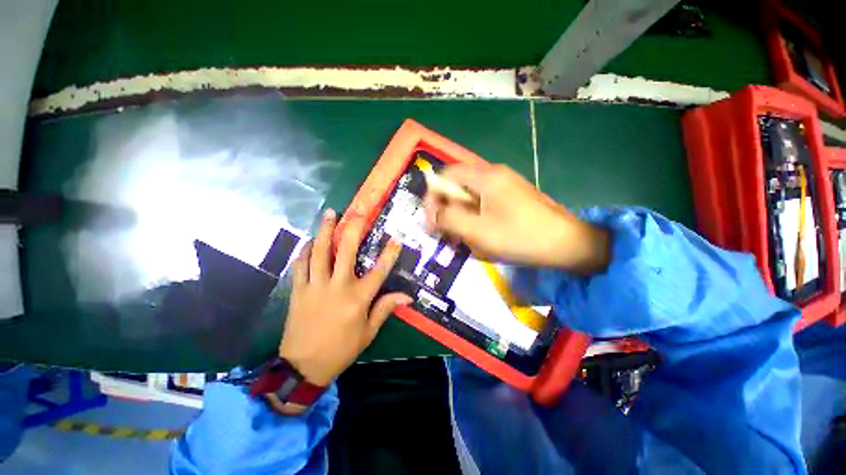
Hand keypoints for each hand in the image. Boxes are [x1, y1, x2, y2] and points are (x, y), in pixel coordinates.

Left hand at [278, 208, 411, 387]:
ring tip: (329, 213)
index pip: (379, 271)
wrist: (303, 367)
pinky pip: (300, 265)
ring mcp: (316, 286)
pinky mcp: (299, 290)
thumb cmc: (341, 349)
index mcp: (358, 298)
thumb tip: (407, 297)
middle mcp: (338, 286)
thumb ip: (386, 308)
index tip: (395, 240)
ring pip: (320, 251)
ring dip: (325, 230)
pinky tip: (309, 241)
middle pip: (346, 250)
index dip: (389, 254)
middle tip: (357, 211)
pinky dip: (305, 251)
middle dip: (353, 228)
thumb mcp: (368, 332)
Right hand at [424, 164, 609, 273]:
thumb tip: (431, 214)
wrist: (568, 244)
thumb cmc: (520, 237)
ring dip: (461, 215)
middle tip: (447, 232)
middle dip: (448, 209)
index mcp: (486, 176)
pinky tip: (480, 234)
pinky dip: (475, 217)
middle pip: (458, 186)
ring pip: (470, 196)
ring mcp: (505, 185)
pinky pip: (484, 203)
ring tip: (464, 237)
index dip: (433, 195)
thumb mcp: (478, 231)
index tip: (432, 220)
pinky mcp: (512, 196)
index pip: (447, 175)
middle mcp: (495, 174)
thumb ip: (449, 219)